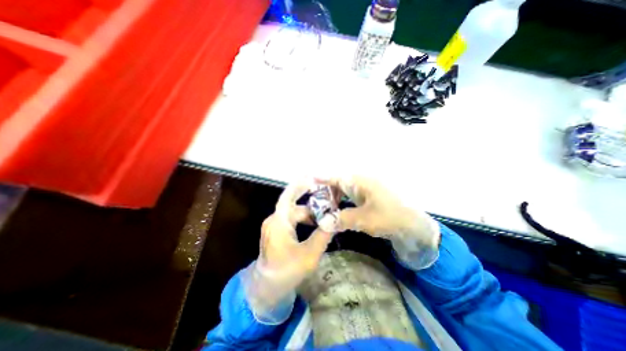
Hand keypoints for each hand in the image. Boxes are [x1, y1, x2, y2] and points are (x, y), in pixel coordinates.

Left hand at [258, 180, 332, 286]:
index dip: (300, 186)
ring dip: (309, 213)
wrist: (266, 289)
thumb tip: (334, 219)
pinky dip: (304, 220)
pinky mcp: (276, 231)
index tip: (314, 179)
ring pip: (294, 212)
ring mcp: (274, 225)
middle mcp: (274, 220)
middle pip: (295, 205)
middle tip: (330, 203)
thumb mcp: (309, 255)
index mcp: (279, 222)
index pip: (288, 196)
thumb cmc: (286, 273)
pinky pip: (292, 219)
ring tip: (326, 216)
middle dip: (312, 204)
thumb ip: (322, 235)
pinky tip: (315, 224)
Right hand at [322, 177, 438, 270]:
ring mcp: (364, 188)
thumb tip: (322, 222)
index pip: (334, 177)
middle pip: (336, 183)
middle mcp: (360, 181)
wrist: (414, 224)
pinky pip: (349, 196)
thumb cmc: (390, 217)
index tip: (306, 182)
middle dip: (324, 193)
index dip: (319, 179)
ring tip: (325, 210)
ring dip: (333, 199)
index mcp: (359, 181)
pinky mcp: (367, 196)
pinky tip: (338, 211)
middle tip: (315, 205)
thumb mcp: (364, 219)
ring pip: (342, 190)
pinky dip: (342, 202)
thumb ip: (341, 219)